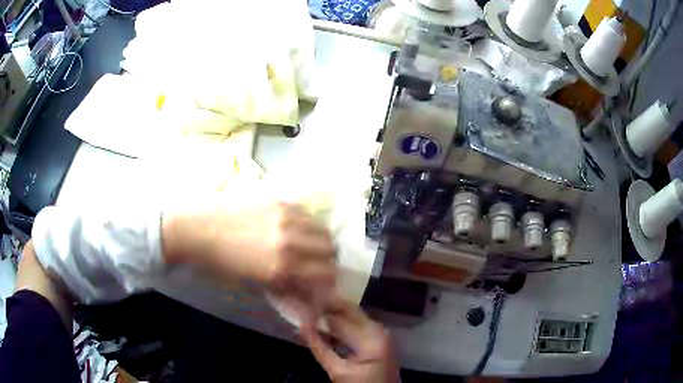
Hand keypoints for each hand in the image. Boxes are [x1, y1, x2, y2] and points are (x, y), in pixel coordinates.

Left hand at [162, 195, 336, 308]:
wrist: (196, 231)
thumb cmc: (220, 265)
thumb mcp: (253, 285)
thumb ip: (285, 290)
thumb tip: (307, 296)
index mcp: (282, 267)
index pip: (326, 274)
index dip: (330, 280)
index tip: (324, 281)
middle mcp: (290, 241)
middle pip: (330, 248)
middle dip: (328, 259)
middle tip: (317, 262)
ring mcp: (285, 217)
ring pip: (322, 227)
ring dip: (320, 239)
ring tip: (307, 244)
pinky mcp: (278, 200)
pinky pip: (306, 212)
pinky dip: (307, 222)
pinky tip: (294, 227)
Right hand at [301, 298, 399, 382]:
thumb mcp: (338, 371)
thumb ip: (319, 347)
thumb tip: (301, 326)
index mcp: (372, 337)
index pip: (340, 317)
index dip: (319, 309)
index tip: (300, 302)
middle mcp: (378, 330)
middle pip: (348, 313)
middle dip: (326, 309)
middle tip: (303, 305)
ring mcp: (380, 335)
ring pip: (351, 319)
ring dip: (331, 317)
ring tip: (309, 315)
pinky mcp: (377, 341)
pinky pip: (356, 328)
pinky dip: (340, 328)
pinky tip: (323, 330)